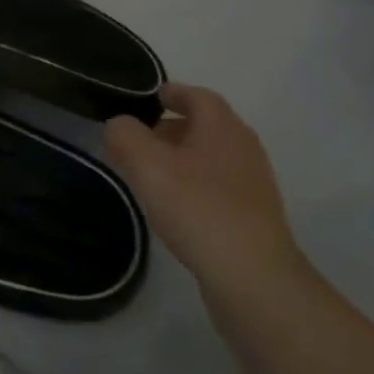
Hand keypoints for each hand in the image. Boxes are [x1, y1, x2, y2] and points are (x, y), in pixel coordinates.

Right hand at [106, 83, 304, 295]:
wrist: (254, 281)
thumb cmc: (199, 209)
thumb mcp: (147, 165)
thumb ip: (124, 135)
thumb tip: (119, 125)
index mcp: (223, 128)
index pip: (197, 96)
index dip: (172, 92)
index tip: (148, 98)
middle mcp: (244, 149)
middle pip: (205, 126)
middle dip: (171, 127)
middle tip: (138, 138)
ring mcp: (253, 185)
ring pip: (211, 157)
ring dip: (181, 158)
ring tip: (150, 173)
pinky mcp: (254, 218)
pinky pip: (217, 186)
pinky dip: (194, 184)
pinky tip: (174, 206)